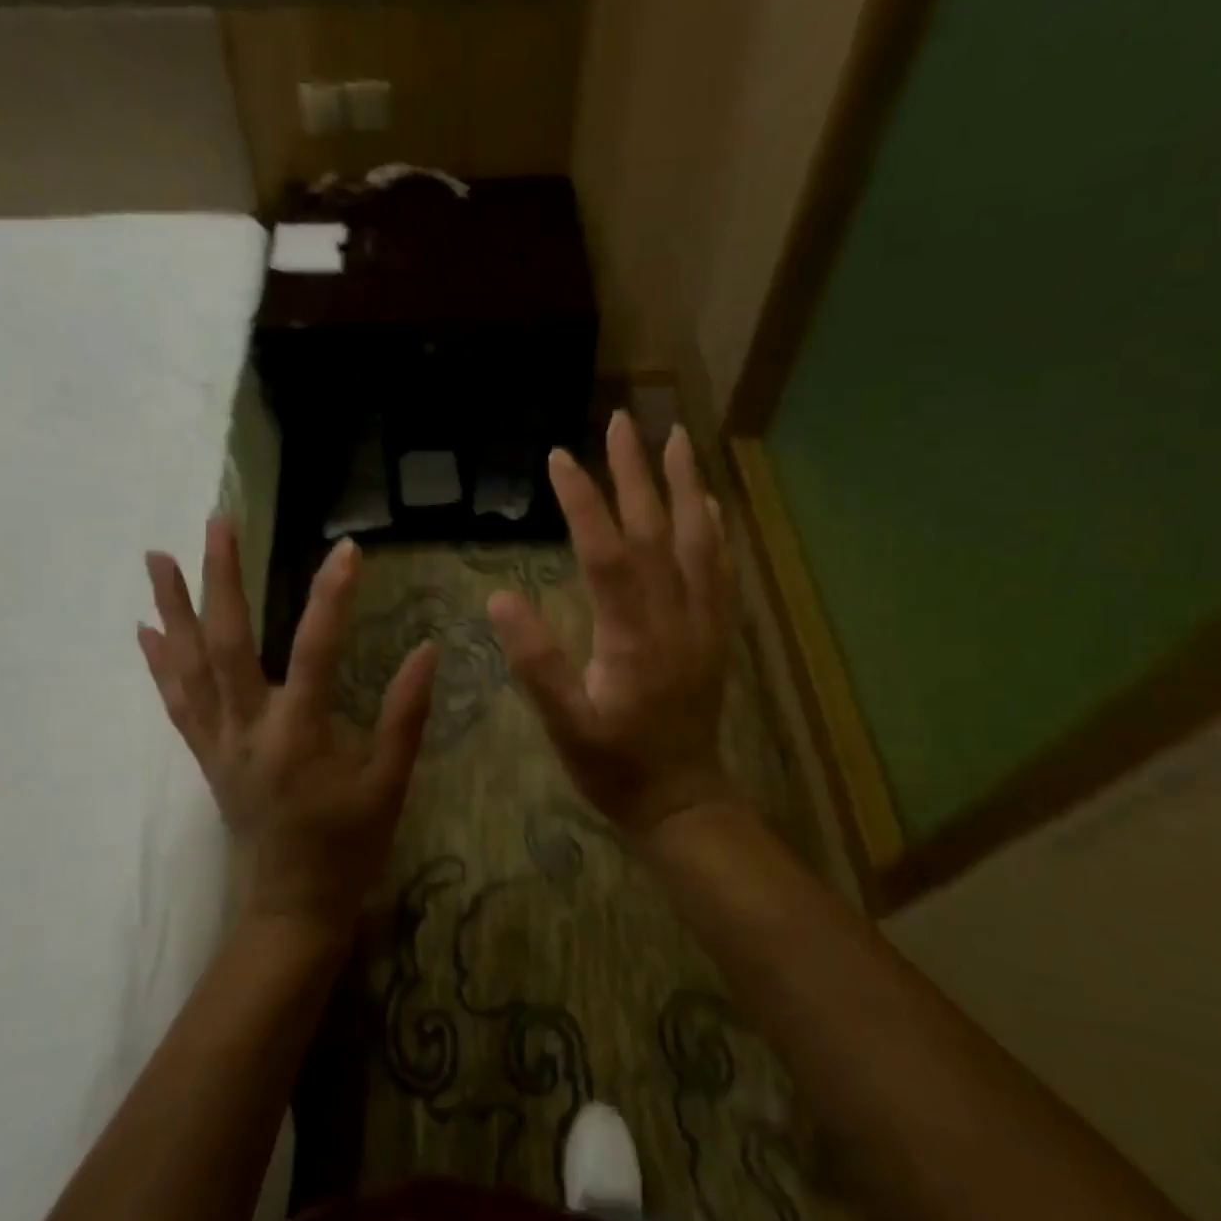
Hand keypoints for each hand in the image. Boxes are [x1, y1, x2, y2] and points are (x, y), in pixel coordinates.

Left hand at [138, 521, 437, 943]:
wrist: (293, 906)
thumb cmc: (350, 844)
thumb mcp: (390, 782)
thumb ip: (405, 714)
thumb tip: (428, 649)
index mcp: (299, 735)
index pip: (315, 650)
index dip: (332, 597)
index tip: (348, 549)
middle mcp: (248, 729)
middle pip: (227, 643)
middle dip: (221, 579)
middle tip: (216, 523)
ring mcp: (219, 742)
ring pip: (188, 666)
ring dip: (172, 609)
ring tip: (156, 557)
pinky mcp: (206, 755)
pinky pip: (175, 702)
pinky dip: (158, 663)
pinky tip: (145, 631)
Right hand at [487, 412, 737, 836]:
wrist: (682, 799)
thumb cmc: (613, 765)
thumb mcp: (563, 724)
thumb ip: (535, 662)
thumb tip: (499, 597)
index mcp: (631, 634)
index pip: (606, 551)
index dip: (583, 501)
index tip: (560, 458)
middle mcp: (674, 615)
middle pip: (656, 530)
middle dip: (636, 472)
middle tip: (622, 420)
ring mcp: (702, 621)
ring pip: (698, 539)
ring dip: (686, 484)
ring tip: (676, 439)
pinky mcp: (715, 632)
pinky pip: (721, 568)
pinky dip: (715, 528)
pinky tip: (709, 503)